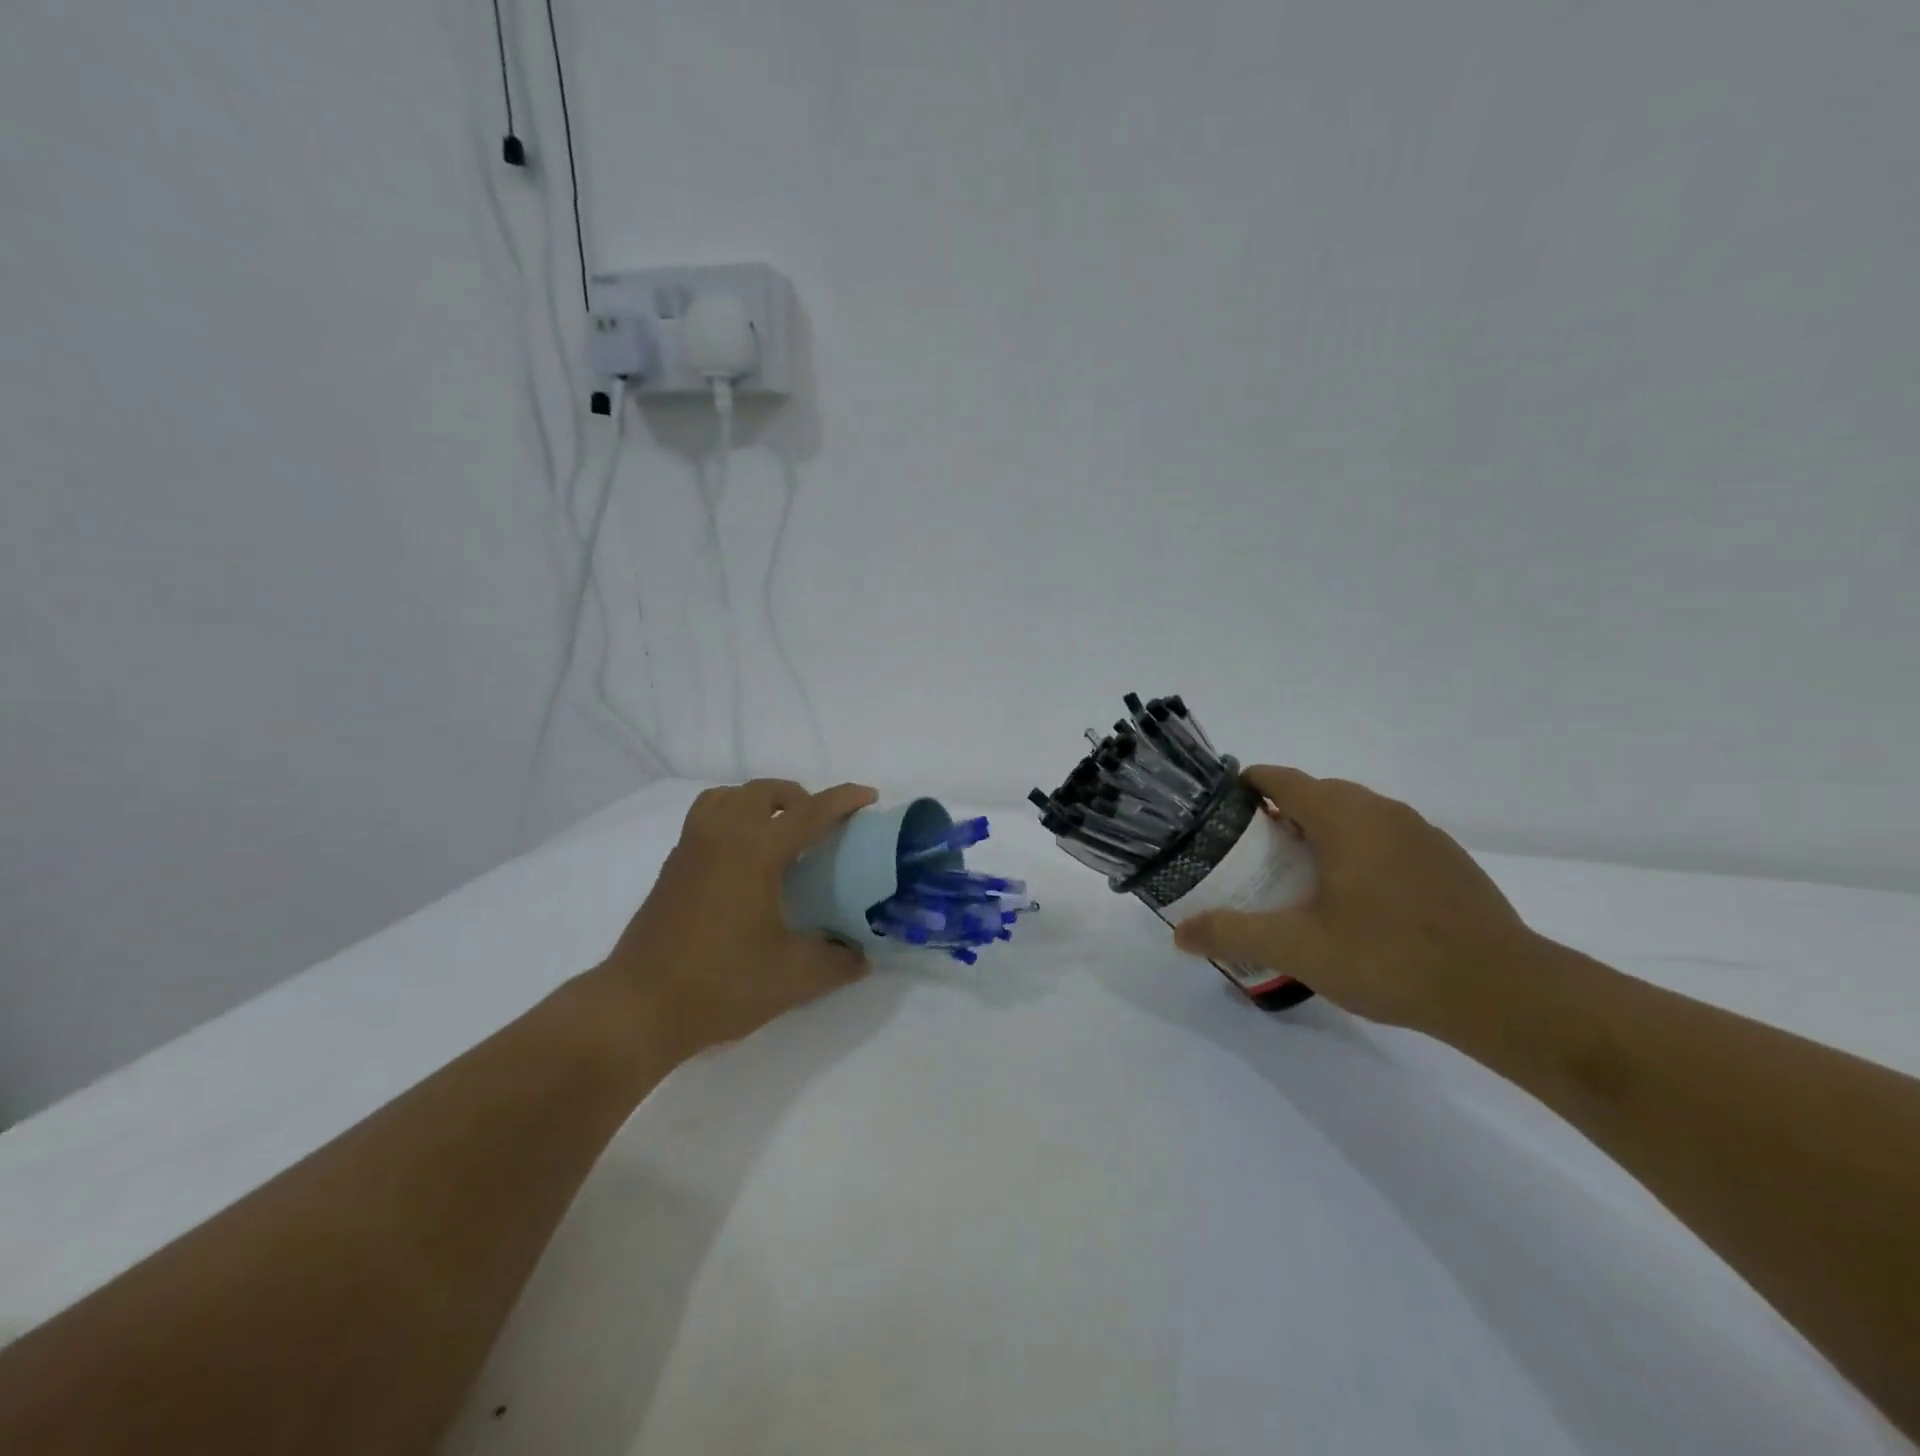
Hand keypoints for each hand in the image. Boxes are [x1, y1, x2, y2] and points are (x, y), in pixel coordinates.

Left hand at [604, 779, 878, 1053]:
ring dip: (758, 802)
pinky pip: (706, 819)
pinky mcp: (672, 868)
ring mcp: (691, 849)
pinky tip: (743, 862)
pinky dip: (732, 820)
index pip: (810, 812)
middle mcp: (722, 836)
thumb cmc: (721, 984)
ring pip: (727, 798)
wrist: (638, 1008)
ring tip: (778, 832)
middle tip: (820, 824)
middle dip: (798, 797)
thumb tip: (863, 957)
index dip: (843, 800)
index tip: (869, 796)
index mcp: (756, 850)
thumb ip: (837, 962)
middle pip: (763, 791)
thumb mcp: (794, 977)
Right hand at [1174, 766, 1530, 1030]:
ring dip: (1320, 833)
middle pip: (1316, 794)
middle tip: (1249, 853)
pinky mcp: (1447, 861)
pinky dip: (1357, 852)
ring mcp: (1421, 834)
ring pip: (1354, 816)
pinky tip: (1356, 901)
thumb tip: (1180, 934)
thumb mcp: (1298, 949)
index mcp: (1343, 816)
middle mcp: (1382, 811)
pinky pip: (1386, 839)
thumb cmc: (1389, 957)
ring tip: (1297, 877)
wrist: (1503, 992)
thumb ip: (1234, 933)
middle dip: (1278, 814)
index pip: (1281, 779)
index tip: (1219, 810)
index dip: (1245, 785)